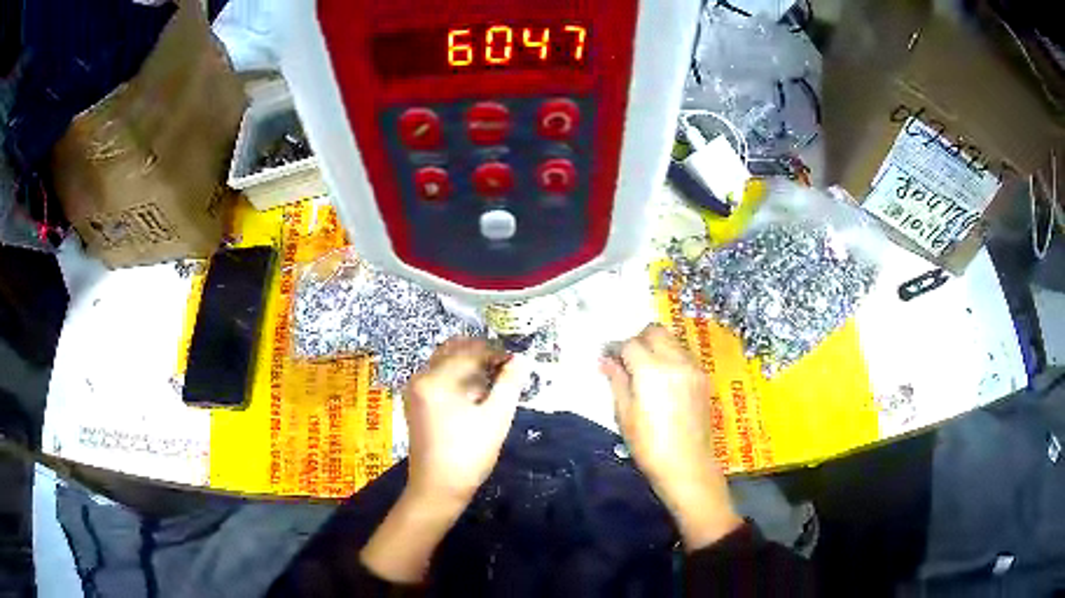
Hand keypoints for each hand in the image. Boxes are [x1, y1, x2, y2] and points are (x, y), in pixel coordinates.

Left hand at [362, 337, 527, 583]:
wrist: (437, 490)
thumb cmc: (468, 455)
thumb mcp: (496, 418)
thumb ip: (509, 384)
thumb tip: (521, 359)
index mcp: (435, 379)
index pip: (470, 352)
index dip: (496, 353)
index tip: (517, 361)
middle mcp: (419, 378)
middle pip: (453, 352)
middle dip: (481, 356)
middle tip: (506, 369)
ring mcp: (415, 391)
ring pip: (445, 364)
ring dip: (470, 366)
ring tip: (495, 382)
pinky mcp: (416, 403)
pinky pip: (439, 378)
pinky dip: (459, 378)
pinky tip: (477, 394)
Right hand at [601, 324, 741, 550]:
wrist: (687, 465)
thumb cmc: (649, 445)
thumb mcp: (624, 414)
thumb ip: (617, 381)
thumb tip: (606, 360)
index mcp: (652, 370)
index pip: (630, 344)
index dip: (615, 348)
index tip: (607, 357)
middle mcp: (675, 361)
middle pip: (655, 331)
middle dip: (638, 339)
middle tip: (627, 360)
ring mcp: (693, 368)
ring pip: (672, 340)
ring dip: (656, 346)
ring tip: (645, 369)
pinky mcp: (703, 378)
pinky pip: (684, 355)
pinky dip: (671, 356)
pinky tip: (664, 379)